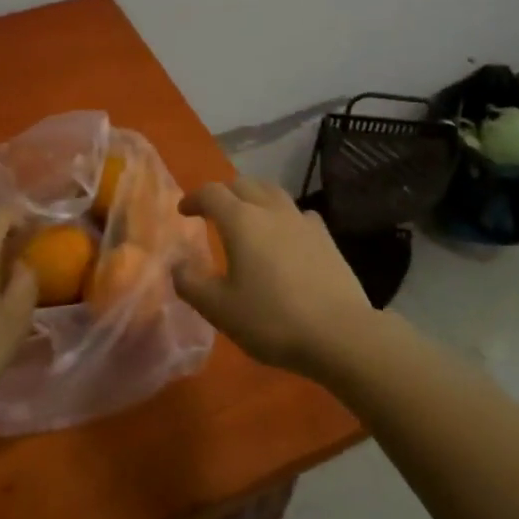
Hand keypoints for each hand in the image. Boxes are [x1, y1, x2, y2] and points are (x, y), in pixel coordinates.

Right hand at [173, 177, 378, 380]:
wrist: (340, 334)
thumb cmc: (272, 320)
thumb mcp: (219, 309)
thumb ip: (191, 283)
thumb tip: (177, 264)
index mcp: (241, 221)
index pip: (211, 193)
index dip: (194, 198)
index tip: (184, 211)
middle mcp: (271, 210)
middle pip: (243, 184)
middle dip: (223, 193)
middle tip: (212, 211)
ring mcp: (302, 221)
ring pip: (272, 192)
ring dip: (253, 196)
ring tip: (247, 215)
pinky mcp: (326, 237)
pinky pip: (298, 213)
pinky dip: (282, 215)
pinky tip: (285, 234)